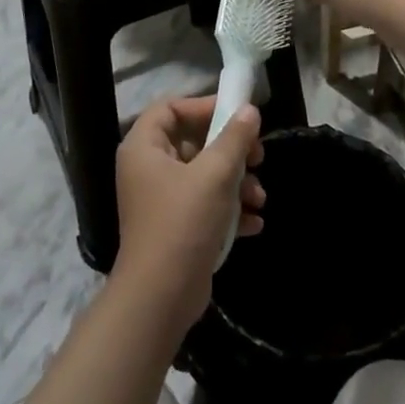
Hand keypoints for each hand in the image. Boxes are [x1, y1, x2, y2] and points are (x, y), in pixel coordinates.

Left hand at [113, 96, 265, 332]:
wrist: (161, 297)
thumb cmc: (183, 223)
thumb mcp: (215, 175)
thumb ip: (234, 138)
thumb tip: (249, 109)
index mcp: (144, 148)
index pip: (169, 108)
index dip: (202, 106)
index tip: (235, 113)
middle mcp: (147, 168)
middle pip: (193, 141)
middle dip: (230, 150)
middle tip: (259, 156)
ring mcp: (161, 199)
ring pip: (204, 174)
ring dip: (236, 182)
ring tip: (260, 197)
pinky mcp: (175, 226)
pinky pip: (205, 204)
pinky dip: (229, 209)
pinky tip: (255, 222)